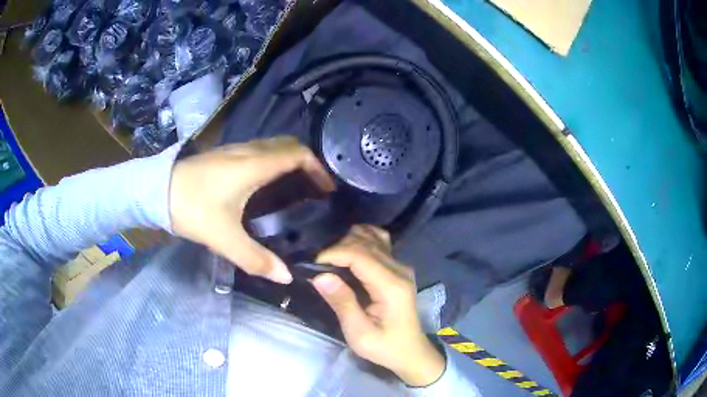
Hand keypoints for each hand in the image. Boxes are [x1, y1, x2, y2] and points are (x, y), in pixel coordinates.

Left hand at [169, 136, 333, 283]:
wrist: (155, 190)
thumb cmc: (192, 208)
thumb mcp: (224, 238)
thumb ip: (256, 259)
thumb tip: (286, 277)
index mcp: (254, 165)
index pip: (297, 153)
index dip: (317, 168)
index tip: (326, 189)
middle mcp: (248, 151)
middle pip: (287, 145)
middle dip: (306, 163)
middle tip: (314, 189)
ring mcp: (234, 150)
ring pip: (271, 146)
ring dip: (288, 161)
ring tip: (294, 188)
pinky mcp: (223, 155)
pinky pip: (257, 151)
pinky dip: (272, 162)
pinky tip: (265, 185)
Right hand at [312, 226, 445, 386]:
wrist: (410, 351)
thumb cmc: (384, 346)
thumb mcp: (359, 333)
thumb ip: (342, 303)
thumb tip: (320, 276)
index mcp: (391, 285)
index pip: (360, 254)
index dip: (333, 254)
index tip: (313, 267)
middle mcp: (399, 268)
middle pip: (364, 242)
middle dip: (337, 249)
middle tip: (320, 269)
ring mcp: (401, 265)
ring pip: (371, 237)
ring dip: (347, 244)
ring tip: (333, 263)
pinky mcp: (398, 267)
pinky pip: (378, 243)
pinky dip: (361, 242)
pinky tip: (350, 254)